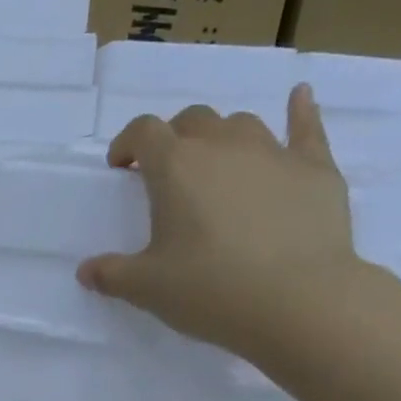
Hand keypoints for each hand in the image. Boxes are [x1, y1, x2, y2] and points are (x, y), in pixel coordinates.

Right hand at [77, 84, 367, 362]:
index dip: (127, 143)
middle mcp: (222, 146)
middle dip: (174, 139)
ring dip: (222, 137)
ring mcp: (273, 152)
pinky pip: (306, 127)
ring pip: (241, 125)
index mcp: (175, 167)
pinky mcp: (315, 169)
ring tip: (218, 165)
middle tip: (168, 172)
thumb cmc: (210, 290)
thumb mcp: (147, 289)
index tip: (121, 166)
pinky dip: (300, 111)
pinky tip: (300, 98)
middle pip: (192, 121)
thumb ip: (112, 275)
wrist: (298, 302)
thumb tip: (86, 270)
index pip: (143, 132)